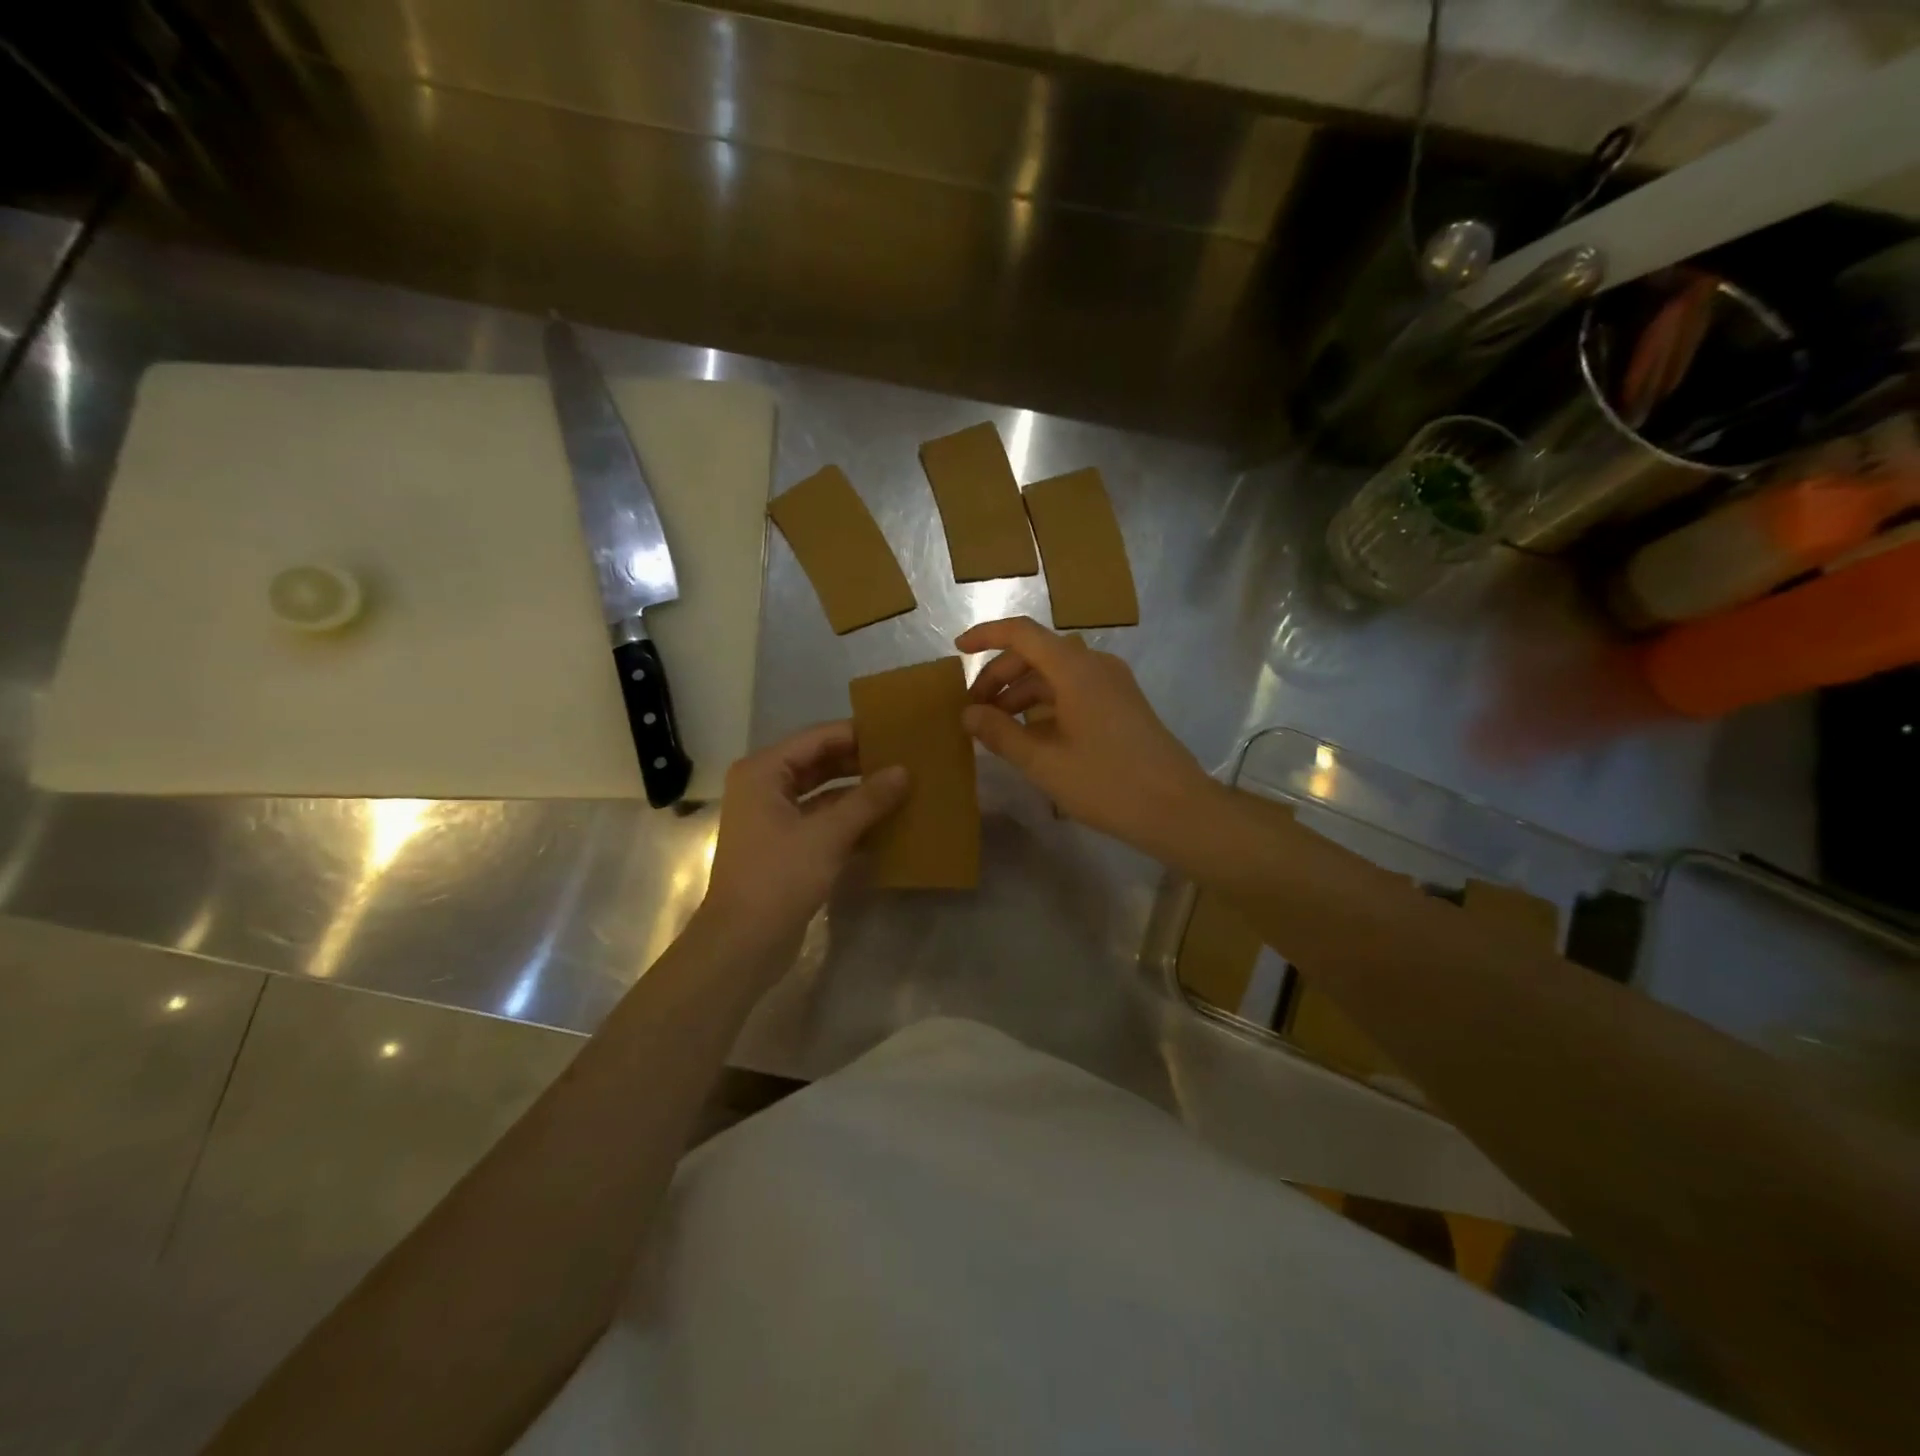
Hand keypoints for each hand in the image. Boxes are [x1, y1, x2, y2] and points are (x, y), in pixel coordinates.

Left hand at [701, 722, 907, 958]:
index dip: (856, 734)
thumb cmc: (779, 877)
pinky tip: (885, 821)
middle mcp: (764, 787)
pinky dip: (849, 819)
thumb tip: (904, 771)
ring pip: (822, 793)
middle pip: (819, 763)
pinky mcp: (784, 845)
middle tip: (905, 759)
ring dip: (857, 792)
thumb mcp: (828, 834)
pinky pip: (822, 819)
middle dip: (860, 762)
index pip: (817, 738)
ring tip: (902, 786)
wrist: (743, 944)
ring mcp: (773, 818)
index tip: (897, 733)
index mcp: (763, 772)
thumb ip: (868, 800)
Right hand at [958, 617, 1217, 856]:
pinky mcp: (1122, 704)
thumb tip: (968, 713)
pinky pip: (1074, 691)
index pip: (1021, 633)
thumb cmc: (1106, 783)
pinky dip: (1045, 704)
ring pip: (1055, 675)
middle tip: (973, 710)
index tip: (957, 651)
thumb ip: (1000, 733)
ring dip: (1021, 693)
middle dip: (999, 676)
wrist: (1177, 808)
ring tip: (997, 728)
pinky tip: (1031, 735)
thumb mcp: (1043, 762)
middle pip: (1036, 654)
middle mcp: (1094, 666)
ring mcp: (1112, 684)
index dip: (986, 636)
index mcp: (1074, 669)